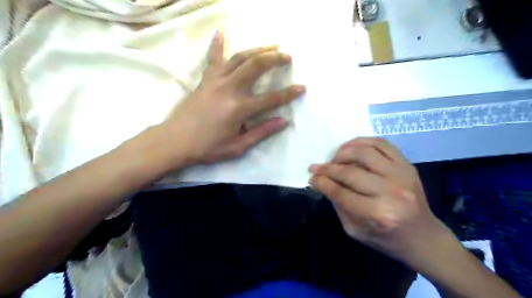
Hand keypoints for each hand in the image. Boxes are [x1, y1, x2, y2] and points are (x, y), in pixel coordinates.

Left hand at [158, 32, 305, 167]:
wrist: (175, 141)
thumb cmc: (208, 147)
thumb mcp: (238, 146)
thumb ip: (262, 132)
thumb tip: (283, 121)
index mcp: (239, 108)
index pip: (271, 98)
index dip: (289, 93)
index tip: (302, 88)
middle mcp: (229, 89)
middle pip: (256, 66)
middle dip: (274, 58)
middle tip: (287, 56)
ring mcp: (216, 81)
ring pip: (239, 57)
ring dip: (257, 49)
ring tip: (271, 45)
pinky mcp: (205, 79)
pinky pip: (214, 58)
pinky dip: (218, 43)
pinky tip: (222, 30)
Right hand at [310, 137, 445, 263]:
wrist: (422, 236)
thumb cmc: (385, 238)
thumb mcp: (354, 229)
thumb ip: (337, 204)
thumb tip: (322, 182)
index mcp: (376, 213)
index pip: (339, 192)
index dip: (321, 182)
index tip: (312, 177)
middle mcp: (390, 191)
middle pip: (349, 172)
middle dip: (327, 168)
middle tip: (317, 168)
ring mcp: (401, 175)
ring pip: (364, 152)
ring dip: (342, 152)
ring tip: (334, 158)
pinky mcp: (407, 165)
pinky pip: (382, 144)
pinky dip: (362, 141)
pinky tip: (350, 147)